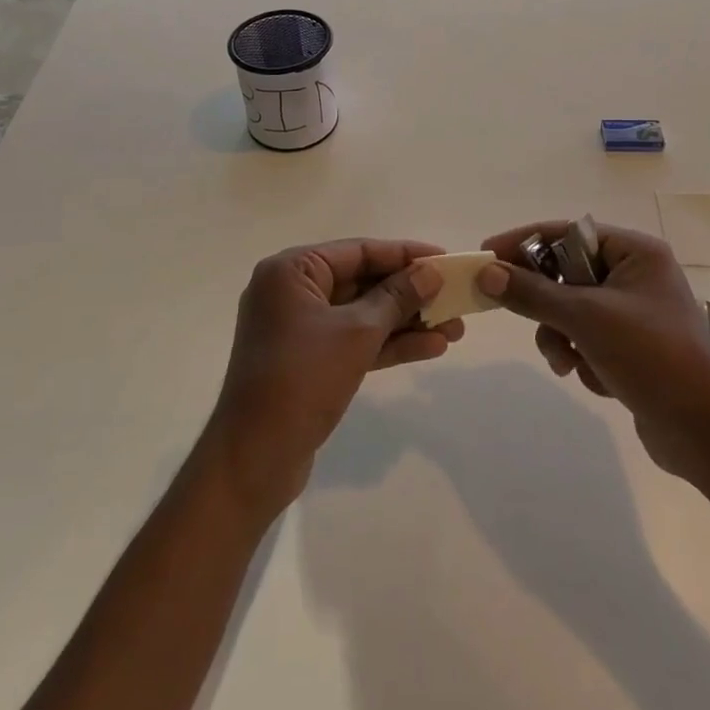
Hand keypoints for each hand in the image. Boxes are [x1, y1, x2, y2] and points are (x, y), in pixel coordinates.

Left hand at [203, 239, 462, 517]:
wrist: (254, 458)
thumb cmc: (302, 380)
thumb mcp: (357, 333)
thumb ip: (397, 297)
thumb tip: (430, 271)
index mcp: (292, 271)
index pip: (359, 251)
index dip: (405, 254)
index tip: (446, 258)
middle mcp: (292, 292)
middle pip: (362, 281)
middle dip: (411, 293)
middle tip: (455, 299)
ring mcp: (299, 328)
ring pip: (362, 314)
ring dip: (406, 321)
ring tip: (455, 329)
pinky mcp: (308, 360)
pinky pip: (354, 341)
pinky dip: (388, 344)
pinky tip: (431, 347)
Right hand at [477, 221, 709, 479]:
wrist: (707, 431)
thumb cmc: (651, 356)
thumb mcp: (585, 319)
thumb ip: (532, 293)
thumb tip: (486, 273)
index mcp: (635, 253)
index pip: (567, 233)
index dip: (523, 242)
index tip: (486, 256)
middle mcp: (636, 275)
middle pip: (566, 275)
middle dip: (547, 306)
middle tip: (519, 316)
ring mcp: (635, 313)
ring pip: (572, 312)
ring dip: (562, 338)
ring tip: (568, 364)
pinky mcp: (632, 348)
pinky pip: (587, 339)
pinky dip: (583, 358)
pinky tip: (597, 380)